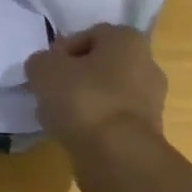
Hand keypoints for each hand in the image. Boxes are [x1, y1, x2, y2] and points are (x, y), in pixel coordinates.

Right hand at [25, 25, 170, 191]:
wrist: (117, 157)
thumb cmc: (83, 99)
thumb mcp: (44, 69)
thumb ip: (40, 62)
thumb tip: (44, 68)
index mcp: (128, 40)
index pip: (88, 35)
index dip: (62, 51)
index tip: (45, 70)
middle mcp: (147, 65)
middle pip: (99, 65)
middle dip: (73, 77)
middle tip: (50, 93)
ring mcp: (151, 102)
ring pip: (106, 94)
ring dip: (82, 103)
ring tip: (58, 119)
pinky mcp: (148, 134)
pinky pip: (112, 121)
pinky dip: (94, 125)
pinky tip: (74, 136)